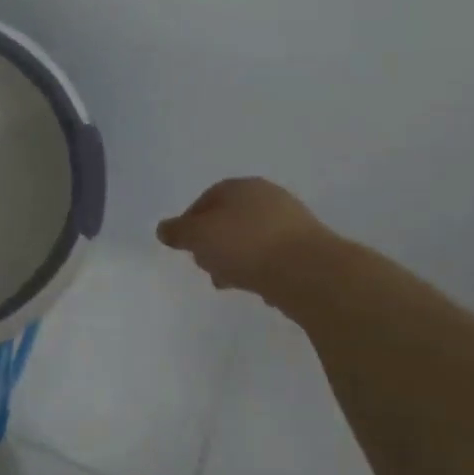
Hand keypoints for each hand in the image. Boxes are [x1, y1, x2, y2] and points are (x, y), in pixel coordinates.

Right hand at [157, 178, 330, 296]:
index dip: (190, 223)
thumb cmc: (246, 245)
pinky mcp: (309, 248)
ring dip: (236, 259)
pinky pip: (274, 257)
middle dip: (213, 244)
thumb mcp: (199, 236)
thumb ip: (178, 232)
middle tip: (205, 266)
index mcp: (241, 186)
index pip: (207, 199)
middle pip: (230, 220)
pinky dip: (262, 269)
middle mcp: (268, 197)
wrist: (309, 272)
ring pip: (251, 240)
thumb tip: (164, 229)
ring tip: (229, 283)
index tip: (184, 247)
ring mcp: (292, 222)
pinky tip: (259, 288)